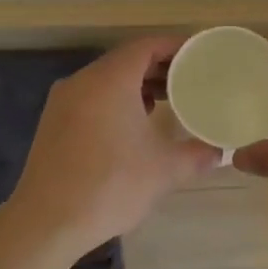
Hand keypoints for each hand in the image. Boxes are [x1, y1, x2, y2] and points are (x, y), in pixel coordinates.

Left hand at [7, 37, 221, 259]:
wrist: (47, 222)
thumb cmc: (111, 186)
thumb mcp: (165, 170)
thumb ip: (197, 155)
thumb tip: (220, 152)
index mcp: (110, 81)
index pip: (147, 46)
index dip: (175, 46)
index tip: (199, 56)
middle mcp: (83, 81)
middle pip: (126, 59)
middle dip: (159, 66)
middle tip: (190, 79)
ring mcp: (63, 101)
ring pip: (106, 79)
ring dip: (137, 84)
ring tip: (167, 100)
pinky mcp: (53, 122)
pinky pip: (91, 97)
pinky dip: (116, 99)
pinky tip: (133, 124)